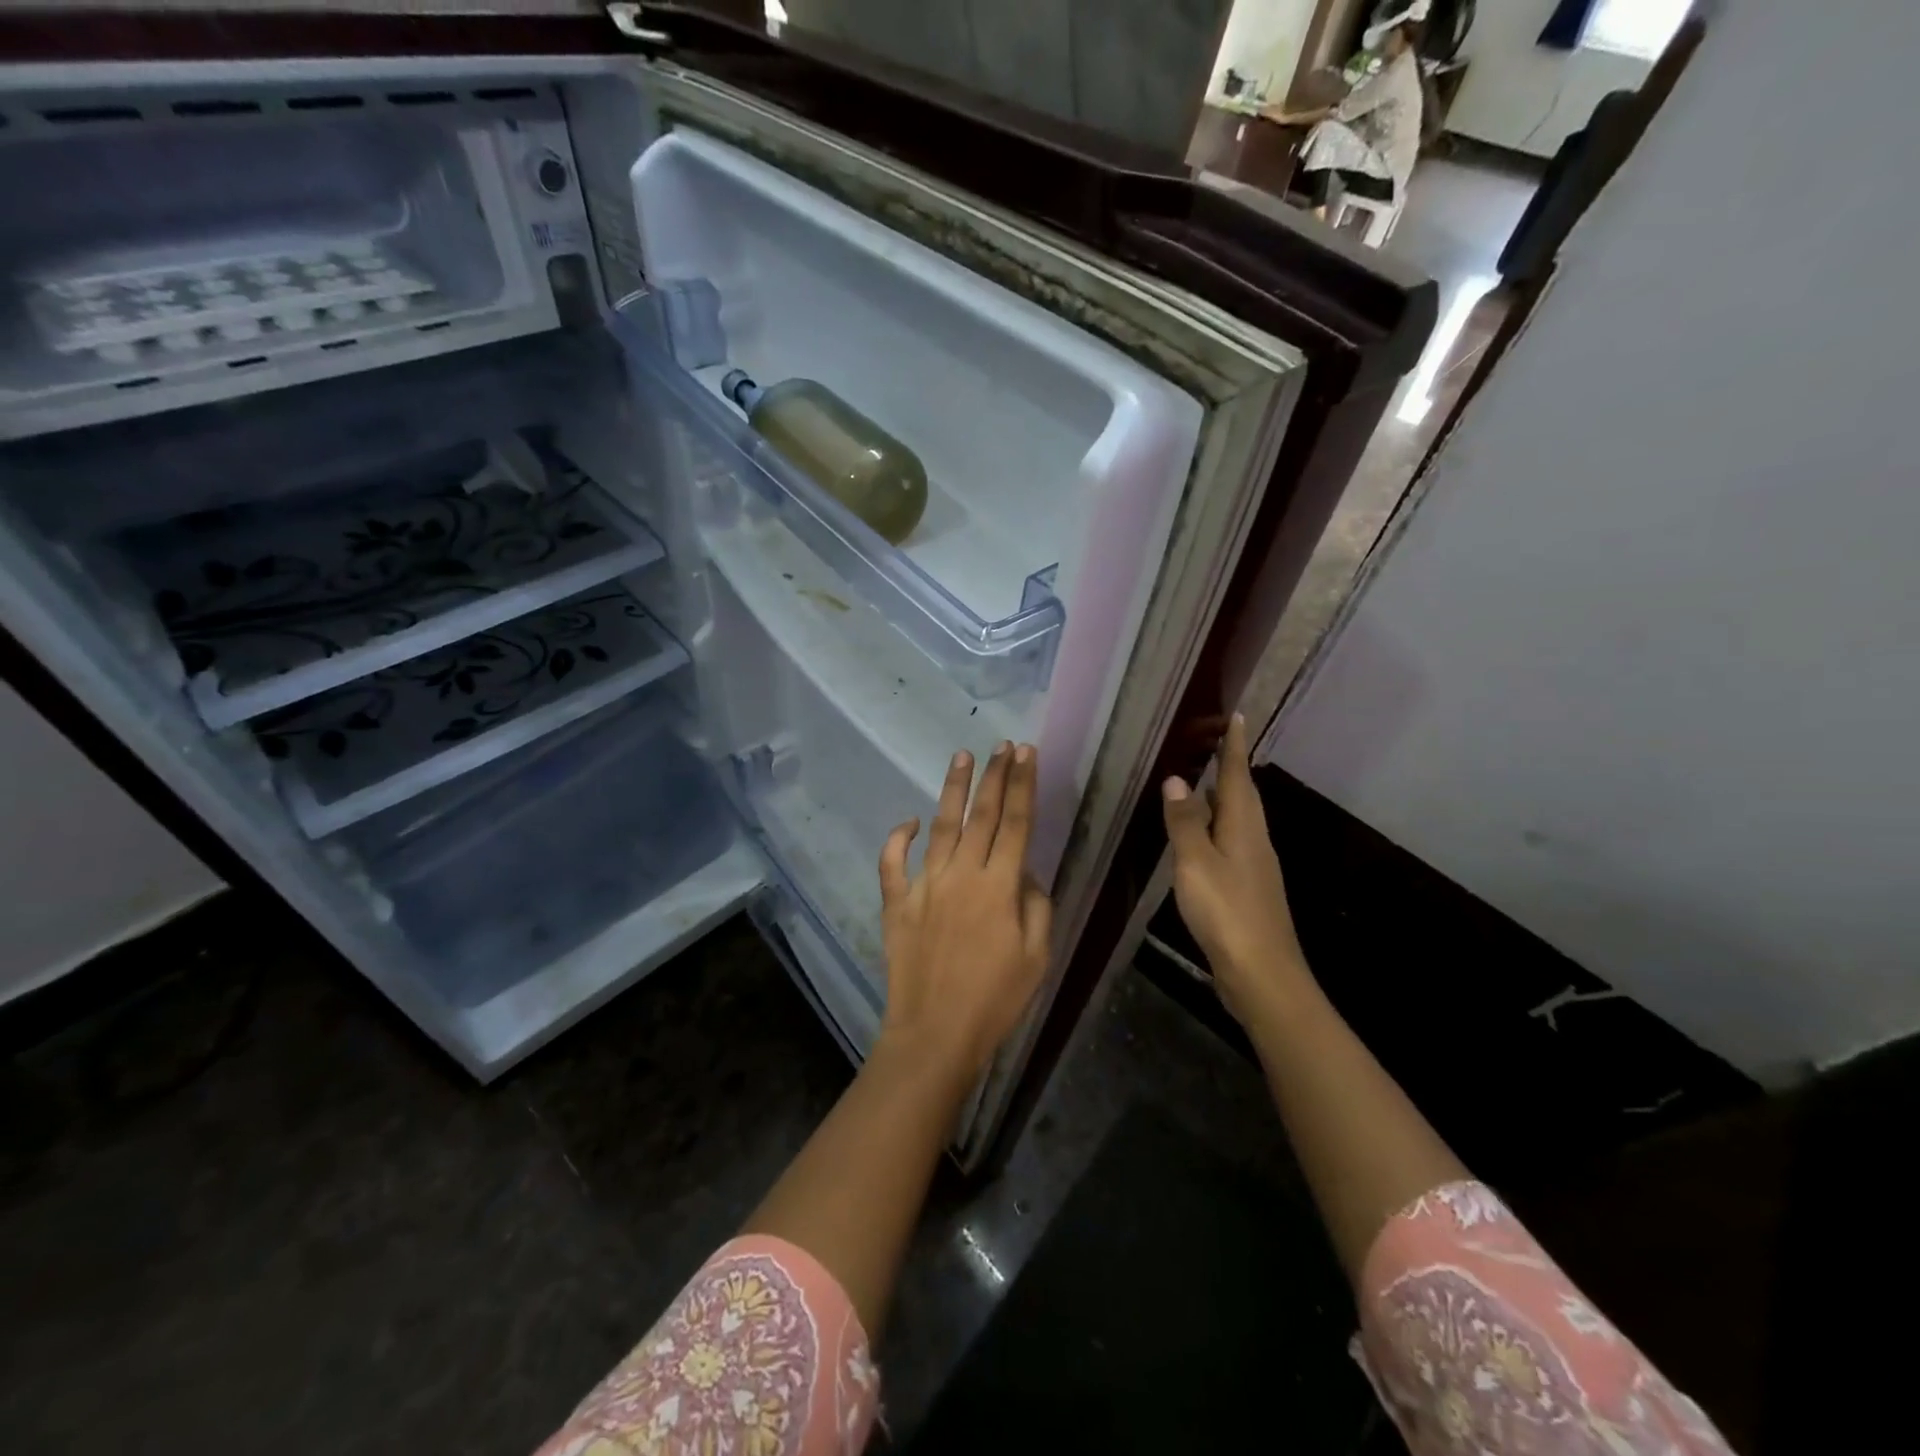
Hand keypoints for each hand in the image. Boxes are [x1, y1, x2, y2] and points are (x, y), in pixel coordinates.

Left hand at [877, 743, 1051, 1081]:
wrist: (935, 1033)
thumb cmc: (996, 999)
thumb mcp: (1037, 956)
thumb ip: (1035, 904)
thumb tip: (1023, 870)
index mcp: (999, 886)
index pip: (1015, 823)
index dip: (1022, 785)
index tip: (1025, 754)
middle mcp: (962, 875)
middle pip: (981, 815)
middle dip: (994, 776)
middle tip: (1001, 745)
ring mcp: (925, 885)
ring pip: (941, 826)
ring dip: (952, 790)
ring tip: (961, 757)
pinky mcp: (897, 903)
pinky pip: (893, 863)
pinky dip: (898, 839)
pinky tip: (909, 821)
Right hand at [1161, 714, 1309, 1024]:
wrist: (1261, 973)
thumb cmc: (1227, 911)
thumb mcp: (1196, 862)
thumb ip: (1185, 821)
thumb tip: (1177, 779)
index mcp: (1243, 828)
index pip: (1237, 776)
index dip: (1234, 747)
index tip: (1236, 716)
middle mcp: (1254, 841)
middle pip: (1242, 796)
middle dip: (1230, 768)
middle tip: (1214, 744)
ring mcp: (1253, 867)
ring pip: (1237, 820)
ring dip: (1221, 798)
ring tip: (1202, 783)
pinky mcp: (1247, 889)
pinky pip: (1230, 843)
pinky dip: (1216, 828)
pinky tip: (1202, 837)